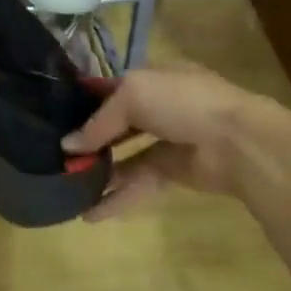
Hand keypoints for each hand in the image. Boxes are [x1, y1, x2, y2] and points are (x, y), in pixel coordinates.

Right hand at [63, 64, 266, 220]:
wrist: (235, 141)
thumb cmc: (182, 102)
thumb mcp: (133, 95)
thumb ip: (99, 121)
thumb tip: (68, 146)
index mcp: (153, 78)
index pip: (112, 88)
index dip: (86, 102)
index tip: (55, 118)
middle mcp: (159, 106)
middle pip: (117, 124)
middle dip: (90, 140)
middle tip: (58, 157)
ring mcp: (168, 140)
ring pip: (126, 157)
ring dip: (100, 171)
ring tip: (69, 187)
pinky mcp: (174, 172)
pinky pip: (139, 183)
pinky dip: (117, 197)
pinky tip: (91, 213)